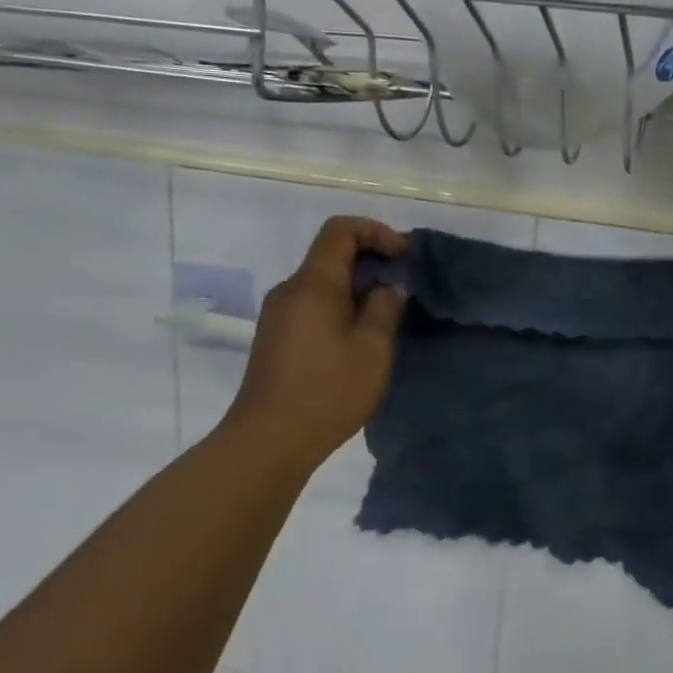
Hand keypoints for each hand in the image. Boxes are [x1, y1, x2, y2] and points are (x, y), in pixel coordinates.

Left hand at [223, 216, 409, 472]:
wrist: (267, 441)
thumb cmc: (326, 392)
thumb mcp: (372, 350)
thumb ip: (385, 309)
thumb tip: (389, 286)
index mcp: (313, 284)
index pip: (340, 230)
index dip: (377, 232)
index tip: (405, 256)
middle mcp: (290, 289)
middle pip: (331, 253)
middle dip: (371, 259)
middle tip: (404, 285)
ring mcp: (278, 314)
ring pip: (322, 281)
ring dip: (357, 285)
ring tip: (387, 314)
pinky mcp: (276, 337)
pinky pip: (312, 304)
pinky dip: (341, 304)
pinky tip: (359, 336)